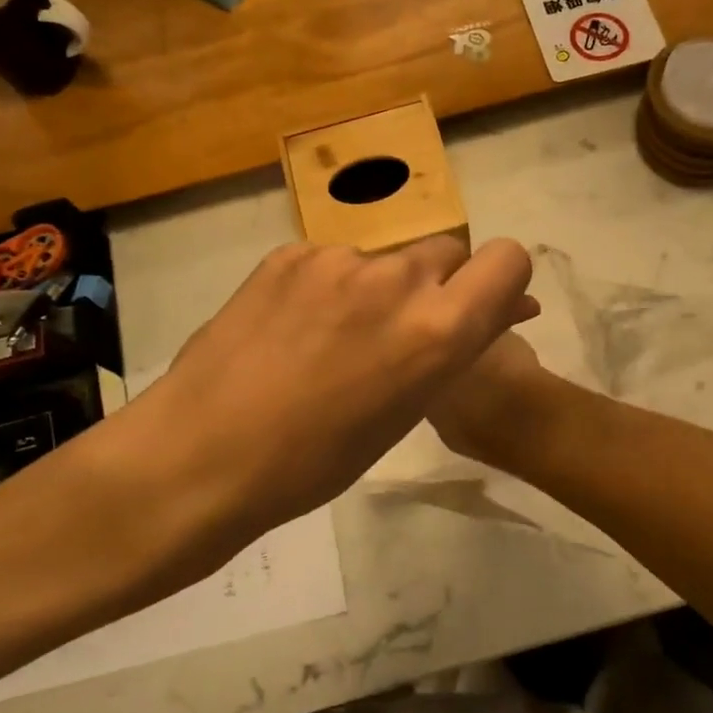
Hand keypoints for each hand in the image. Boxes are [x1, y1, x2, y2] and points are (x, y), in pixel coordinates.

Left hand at [117, 237, 536, 572]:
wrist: (203, 454)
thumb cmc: (318, 460)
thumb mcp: (408, 409)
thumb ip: (457, 347)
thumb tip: (507, 309)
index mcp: (439, 329)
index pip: (508, 259)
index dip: (501, 281)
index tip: (475, 309)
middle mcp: (397, 278)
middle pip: (446, 252)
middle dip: (435, 286)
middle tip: (394, 335)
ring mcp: (338, 259)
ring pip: (385, 259)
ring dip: (376, 288)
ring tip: (328, 341)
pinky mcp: (289, 253)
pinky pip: (332, 260)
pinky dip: (327, 287)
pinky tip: (290, 329)